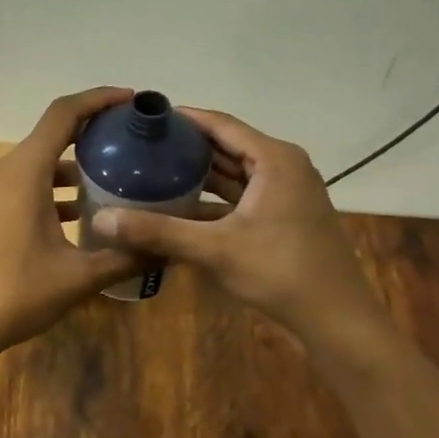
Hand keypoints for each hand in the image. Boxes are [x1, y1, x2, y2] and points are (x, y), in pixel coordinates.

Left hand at [0, 88, 141, 357]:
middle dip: (93, 131)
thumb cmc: (15, 294)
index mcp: (24, 172)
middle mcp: (5, 171)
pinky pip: (28, 183)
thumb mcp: (78, 277)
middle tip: (133, 140)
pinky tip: (86, 213)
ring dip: (75, 164)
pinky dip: (57, 187)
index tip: (131, 100)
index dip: (98, 99)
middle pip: (52, 133)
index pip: (63, 114)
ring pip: (40, 161)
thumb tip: (169, 249)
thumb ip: (125, 257)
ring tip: (118, 175)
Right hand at [87, 108, 383, 340]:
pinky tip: (181, 206)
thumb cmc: (281, 272)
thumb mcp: (216, 249)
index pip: (221, 124)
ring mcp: (287, 192)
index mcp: (274, 159)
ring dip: (200, 174)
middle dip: (187, 147)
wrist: (337, 319)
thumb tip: (101, 220)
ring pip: (235, 173)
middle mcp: (283, 166)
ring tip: (155, 171)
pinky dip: (215, 199)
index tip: (146, 118)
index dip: (184, 119)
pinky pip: (243, 196)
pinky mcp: (285, 216)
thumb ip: (159, 232)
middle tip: (143, 147)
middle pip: (228, 146)